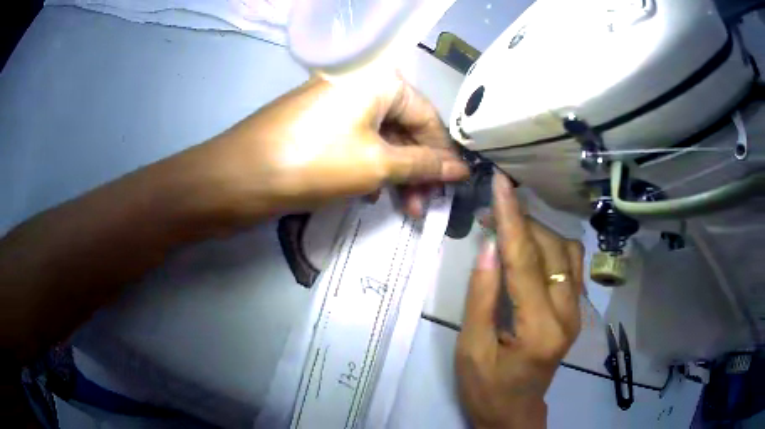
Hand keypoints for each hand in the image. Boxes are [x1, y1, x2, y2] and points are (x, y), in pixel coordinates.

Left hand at [190, 73, 468, 224]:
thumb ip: (423, 165)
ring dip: (395, 173)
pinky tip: (372, 194)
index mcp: (379, 79)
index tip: (455, 187)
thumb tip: (461, 170)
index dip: (443, 154)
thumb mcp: (376, 165)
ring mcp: (336, 103)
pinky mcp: (318, 124)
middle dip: (418, 169)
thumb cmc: (313, 163)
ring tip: (403, 208)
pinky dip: (370, 168)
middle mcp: (360, 83)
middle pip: (404, 127)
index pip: (427, 117)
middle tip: (424, 206)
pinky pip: (357, 142)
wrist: (236, 177)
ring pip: (381, 138)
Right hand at [455, 173, 583, 428]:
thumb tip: (490, 247)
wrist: (514, 412)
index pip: (526, 262)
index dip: (512, 219)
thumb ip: (482, 297)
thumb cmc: (486, 388)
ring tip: (509, 227)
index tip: (501, 184)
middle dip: (522, 223)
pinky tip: (532, 246)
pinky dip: (552, 246)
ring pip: (567, 252)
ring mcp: (576, 312)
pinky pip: (572, 265)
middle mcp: (568, 315)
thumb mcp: (471, 349)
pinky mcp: (575, 312)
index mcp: (539, 329)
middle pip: (551, 250)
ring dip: (538, 232)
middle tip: (490, 212)